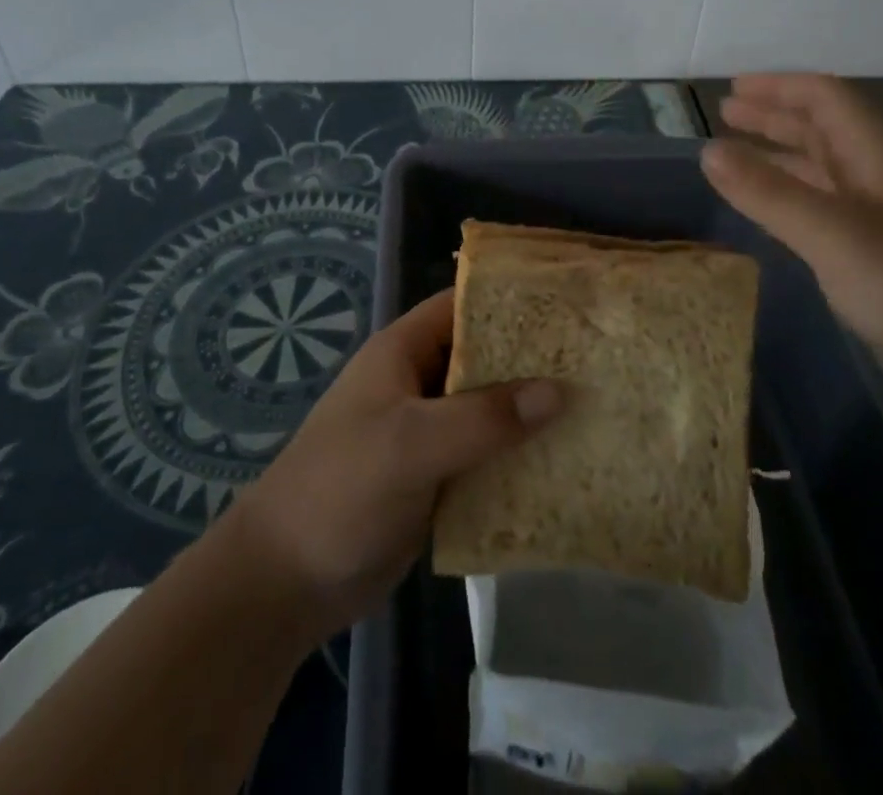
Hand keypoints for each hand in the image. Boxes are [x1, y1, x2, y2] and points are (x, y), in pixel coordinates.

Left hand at [227, 290, 562, 637]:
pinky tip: (564, 464)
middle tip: (596, 363)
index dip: (511, 301)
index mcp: (404, 352)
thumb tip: (559, 391)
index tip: (569, 307)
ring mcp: (426, 432)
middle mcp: (418, 383)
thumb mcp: (412, 444)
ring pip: (488, 410)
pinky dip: (517, 457)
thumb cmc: (342, 490)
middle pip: (484, 358)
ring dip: (529, 414)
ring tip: (596, 411)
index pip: (463, 306)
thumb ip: (484, 418)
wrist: (286, 582)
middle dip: (533, 361)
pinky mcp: (434, 477)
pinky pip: (484, 455)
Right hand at [701, 74, 882, 441]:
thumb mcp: (837, 236)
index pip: (828, 101)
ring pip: (823, 175)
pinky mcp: (880, 270)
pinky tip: (771, 217)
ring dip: (780, 158)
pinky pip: (824, 218)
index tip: (731, 88)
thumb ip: (771, 194)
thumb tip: (707, 149)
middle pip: (825, 132)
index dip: (780, 87)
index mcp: (880, 162)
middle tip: (725, 115)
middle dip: (774, 117)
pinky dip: (789, 204)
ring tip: (734, 159)